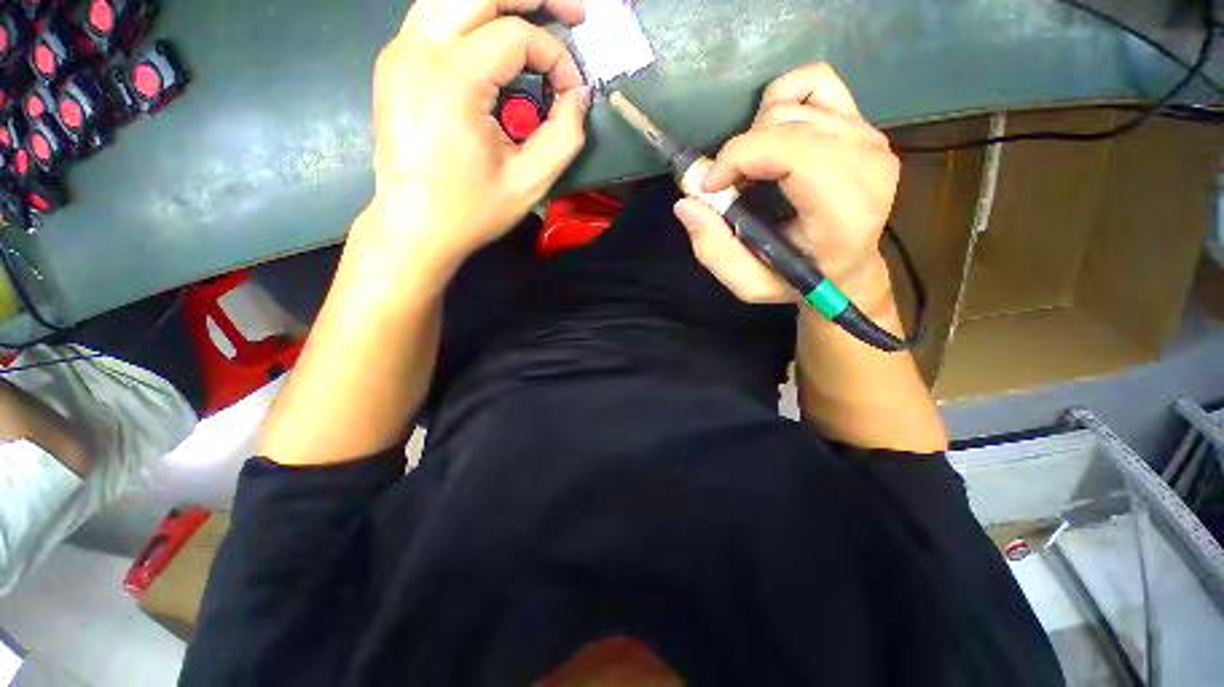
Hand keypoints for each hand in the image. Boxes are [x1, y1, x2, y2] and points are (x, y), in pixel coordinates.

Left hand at [363, 0, 592, 274]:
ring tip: (538, 17)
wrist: (413, 226)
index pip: (516, 35)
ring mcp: (399, 51)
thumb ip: (564, 136)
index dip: (556, 57)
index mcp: (452, 81)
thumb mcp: (530, 183)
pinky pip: (436, 14)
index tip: (572, 93)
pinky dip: (472, 16)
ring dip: (502, 1)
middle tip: (572, 14)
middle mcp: (418, 50)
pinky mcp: (394, 61)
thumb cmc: (472, 211)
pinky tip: (495, 38)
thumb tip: (578, 95)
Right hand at [673, 64, 899, 312]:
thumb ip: (714, 249)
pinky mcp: (862, 123)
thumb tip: (686, 202)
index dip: (738, 157)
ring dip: (757, 134)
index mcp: (844, 209)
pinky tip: (773, 136)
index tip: (708, 187)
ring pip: (793, 101)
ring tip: (752, 170)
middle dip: (741, 152)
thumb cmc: (796, 280)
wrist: (846, 269)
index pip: (791, 151)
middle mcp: (866, 162)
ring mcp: (869, 136)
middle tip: (727, 187)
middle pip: (785, 123)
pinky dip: (783, 100)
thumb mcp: (748, 283)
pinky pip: (816, 81)